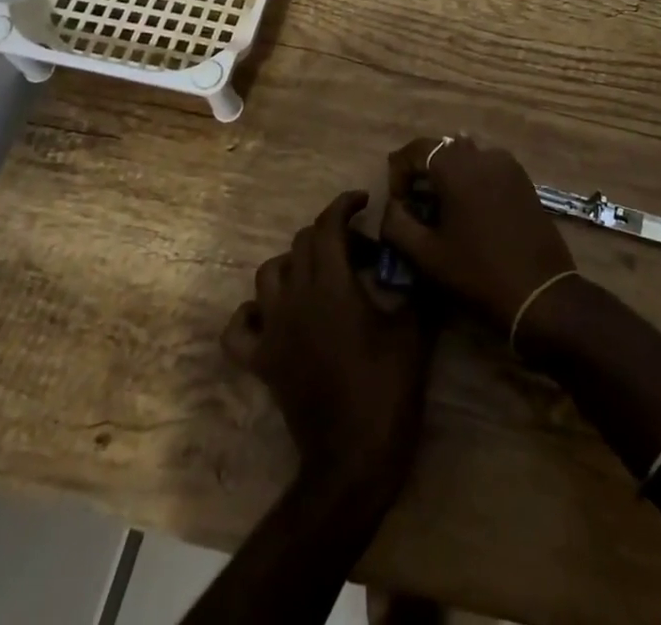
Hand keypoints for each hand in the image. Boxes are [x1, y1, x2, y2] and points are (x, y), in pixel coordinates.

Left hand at [222, 191, 435, 500]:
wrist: (353, 458)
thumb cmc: (387, 388)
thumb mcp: (415, 329)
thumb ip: (416, 284)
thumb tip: (420, 255)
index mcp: (332, 284)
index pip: (328, 225)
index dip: (344, 205)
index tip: (364, 202)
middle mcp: (295, 298)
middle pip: (301, 243)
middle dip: (330, 235)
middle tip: (361, 251)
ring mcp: (273, 330)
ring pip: (268, 274)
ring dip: (294, 264)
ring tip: (321, 275)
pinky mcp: (261, 362)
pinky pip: (240, 328)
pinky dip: (252, 314)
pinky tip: (274, 315)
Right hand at [380, 137, 575, 333]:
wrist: (539, 293)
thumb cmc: (477, 273)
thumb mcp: (426, 255)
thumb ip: (397, 223)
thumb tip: (392, 206)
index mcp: (457, 167)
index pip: (417, 149)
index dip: (398, 171)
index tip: (397, 203)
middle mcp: (484, 155)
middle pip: (443, 149)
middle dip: (423, 171)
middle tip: (414, 205)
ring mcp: (508, 165)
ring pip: (467, 157)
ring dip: (448, 175)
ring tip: (441, 209)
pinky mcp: (524, 180)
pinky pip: (488, 167)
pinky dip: (471, 179)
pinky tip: (469, 211)